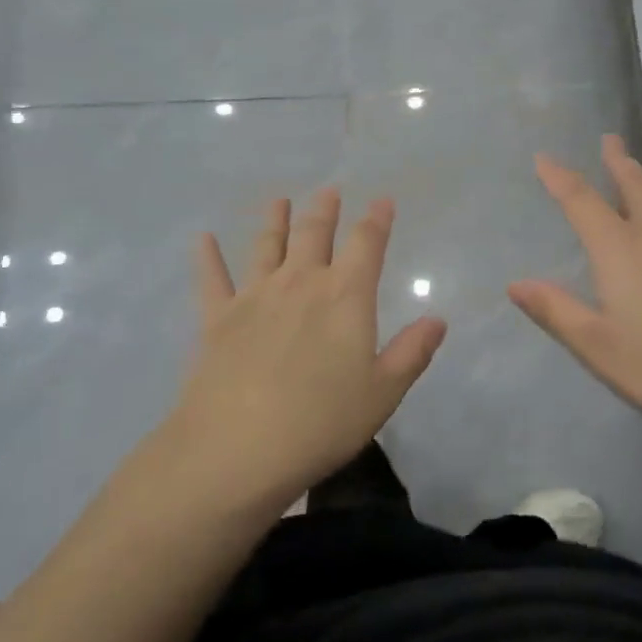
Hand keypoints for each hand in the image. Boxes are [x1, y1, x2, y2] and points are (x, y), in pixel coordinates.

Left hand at [169, 188, 446, 511]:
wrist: (235, 449)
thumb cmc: (321, 422)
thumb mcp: (382, 393)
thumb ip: (411, 353)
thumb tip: (438, 320)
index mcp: (345, 296)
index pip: (366, 244)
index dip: (377, 220)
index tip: (382, 200)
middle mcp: (300, 283)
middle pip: (315, 235)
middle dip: (325, 211)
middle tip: (329, 192)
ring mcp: (254, 297)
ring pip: (267, 246)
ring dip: (276, 221)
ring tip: (280, 200)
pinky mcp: (217, 319)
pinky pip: (212, 279)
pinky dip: (208, 257)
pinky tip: (203, 239)